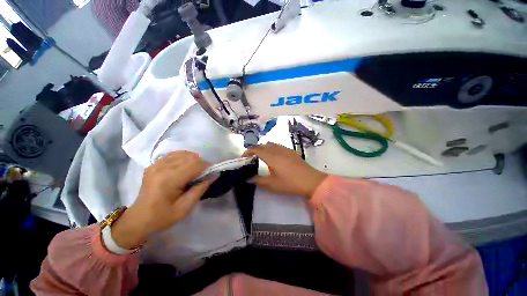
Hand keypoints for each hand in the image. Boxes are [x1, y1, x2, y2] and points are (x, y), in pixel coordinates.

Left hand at [111, 151, 212, 249]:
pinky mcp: (154, 164)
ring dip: (193, 160)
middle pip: (190, 157)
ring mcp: (156, 164)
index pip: (194, 164)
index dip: (207, 166)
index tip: (212, 173)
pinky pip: (175, 154)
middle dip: (201, 163)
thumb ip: (200, 189)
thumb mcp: (185, 208)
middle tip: (204, 174)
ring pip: (183, 153)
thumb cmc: (162, 217)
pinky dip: (184, 158)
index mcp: (168, 180)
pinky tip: (185, 167)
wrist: (139, 219)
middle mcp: (161, 168)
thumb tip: (214, 174)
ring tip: (195, 171)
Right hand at [242, 143, 327, 198]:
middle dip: (255, 150)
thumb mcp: (272, 184)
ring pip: (271, 144)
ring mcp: (286, 150)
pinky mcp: (291, 152)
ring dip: (264, 148)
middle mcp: (278, 150)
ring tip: (261, 157)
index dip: (248, 151)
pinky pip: (278, 146)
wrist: (311, 181)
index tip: (243, 158)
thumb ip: (258, 180)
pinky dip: (271, 149)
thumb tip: (248, 178)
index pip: (256, 149)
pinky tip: (274, 157)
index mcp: (271, 157)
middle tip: (251, 158)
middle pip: (263, 145)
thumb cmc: (290, 183)